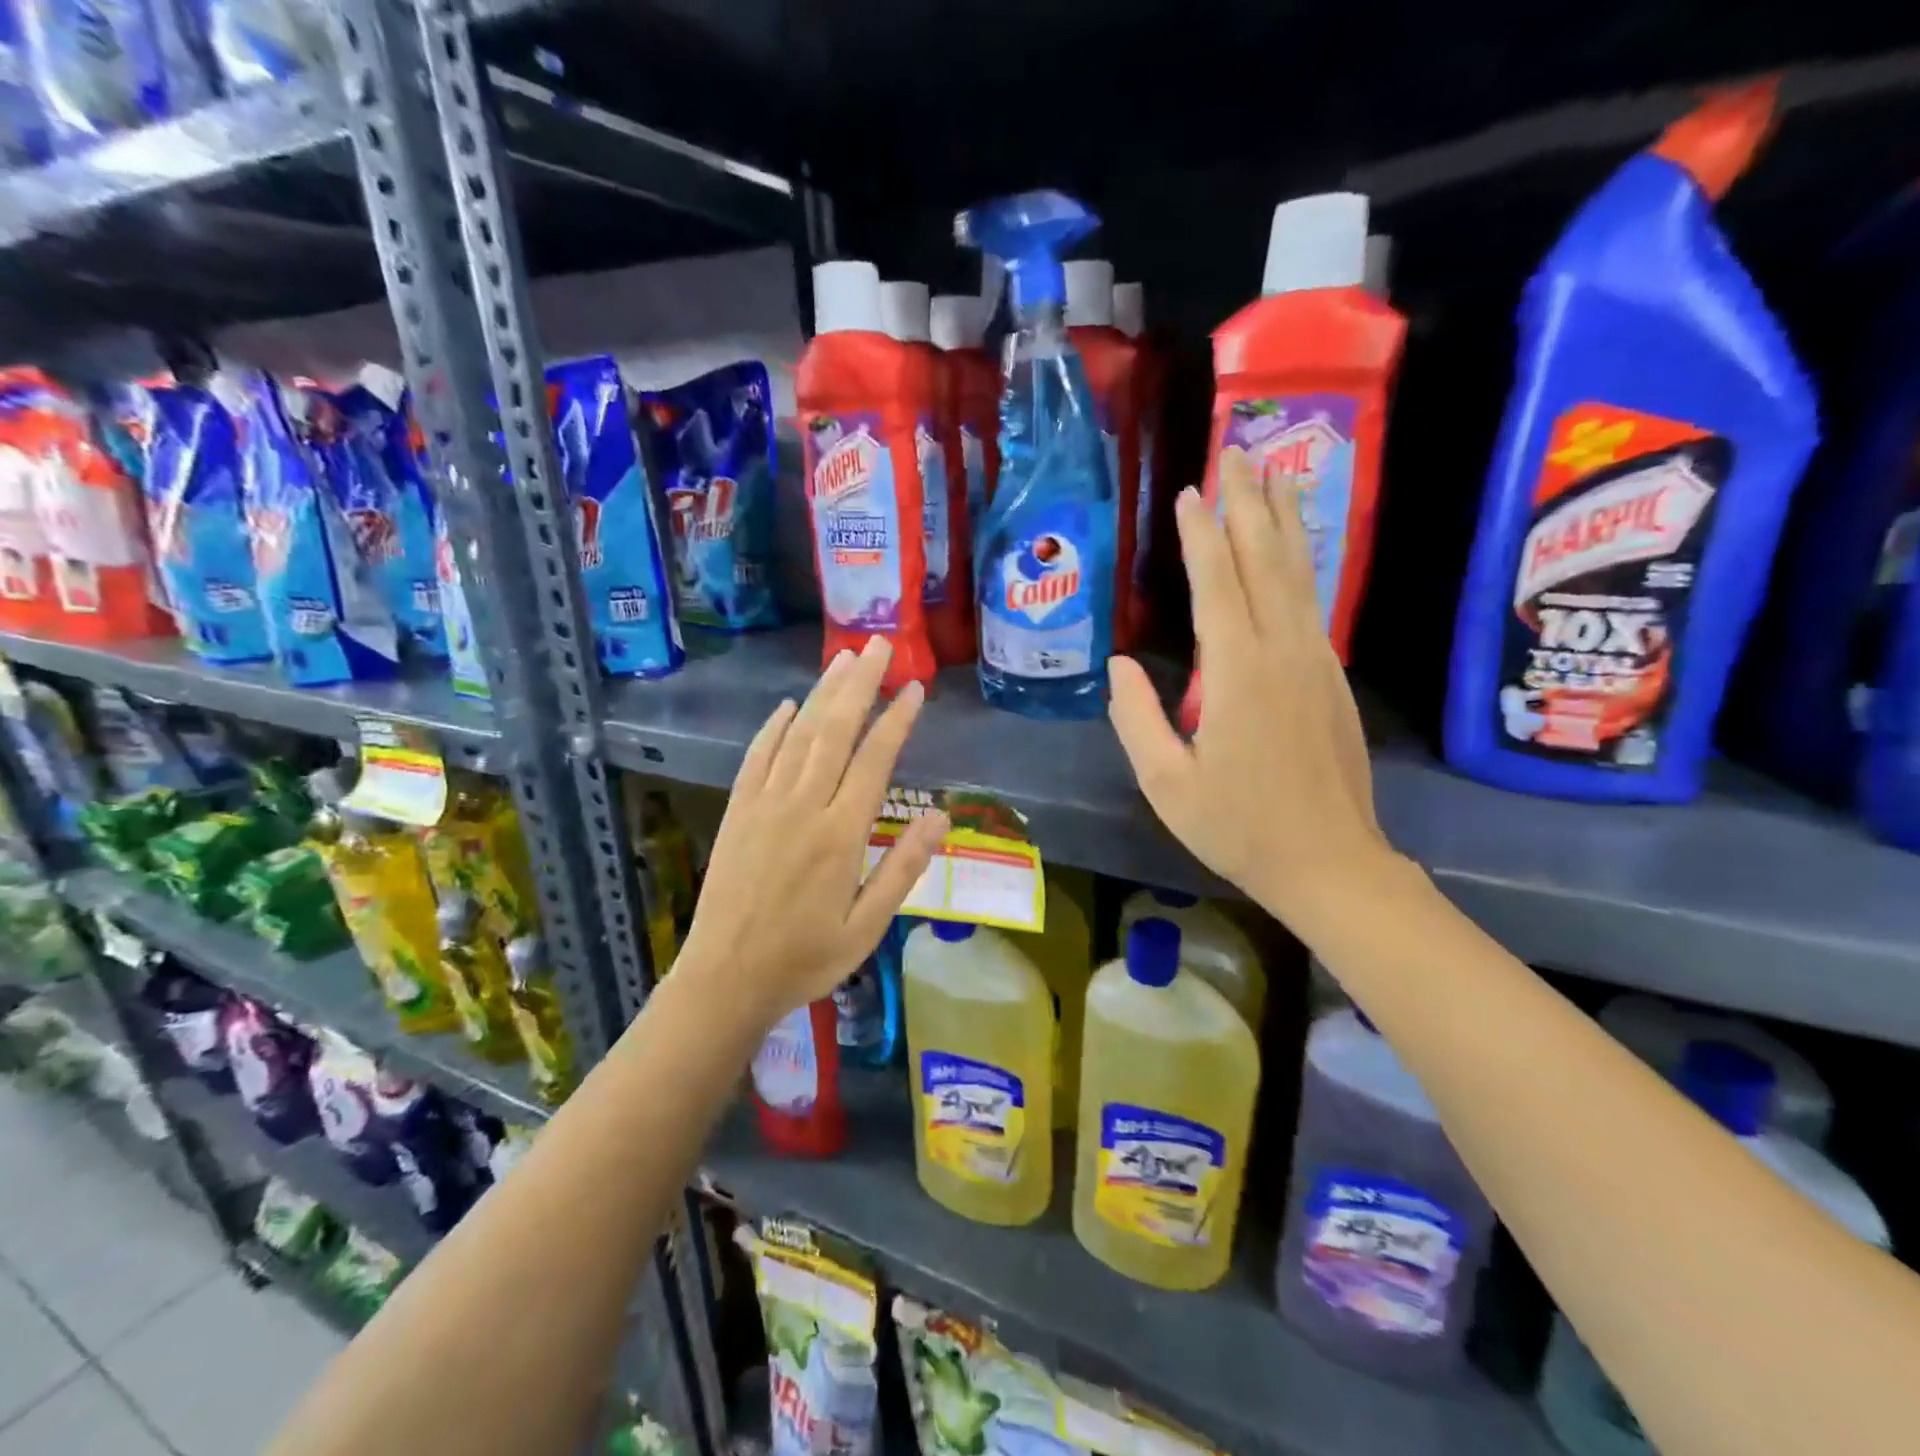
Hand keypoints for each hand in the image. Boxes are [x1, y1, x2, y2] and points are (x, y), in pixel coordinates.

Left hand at [675, 635, 948, 1029]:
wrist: (726, 979)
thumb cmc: (806, 957)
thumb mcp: (869, 925)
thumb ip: (903, 867)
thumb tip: (941, 816)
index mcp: (842, 834)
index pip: (875, 759)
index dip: (897, 719)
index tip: (915, 687)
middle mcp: (804, 806)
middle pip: (835, 731)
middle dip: (860, 684)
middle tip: (878, 646)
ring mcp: (765, 804)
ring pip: (799, 734)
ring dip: (823, 693)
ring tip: (845, 659)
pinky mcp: (738, 811)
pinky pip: (758, 757)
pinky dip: (774, 727)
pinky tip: (789, 706)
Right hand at [1108, 472, 1396, 925]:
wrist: (1330, 862)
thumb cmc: (1238, 827)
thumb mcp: (1166, 783)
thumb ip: (1136, 718)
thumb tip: (1120, 662)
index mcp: (1237, 672)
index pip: (1217, 583)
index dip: (1201, 534)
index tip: (1190, 490)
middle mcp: (1282, 650)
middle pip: (1265, 560)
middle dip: (1248, 502)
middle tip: (1238, 450)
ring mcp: (1314, 660)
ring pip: (1298, 573)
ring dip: (1281, 520)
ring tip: (1273, 474)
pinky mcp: (1330, 676)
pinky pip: (1311, 600)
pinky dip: (1300, 561)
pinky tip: (1292, 547)